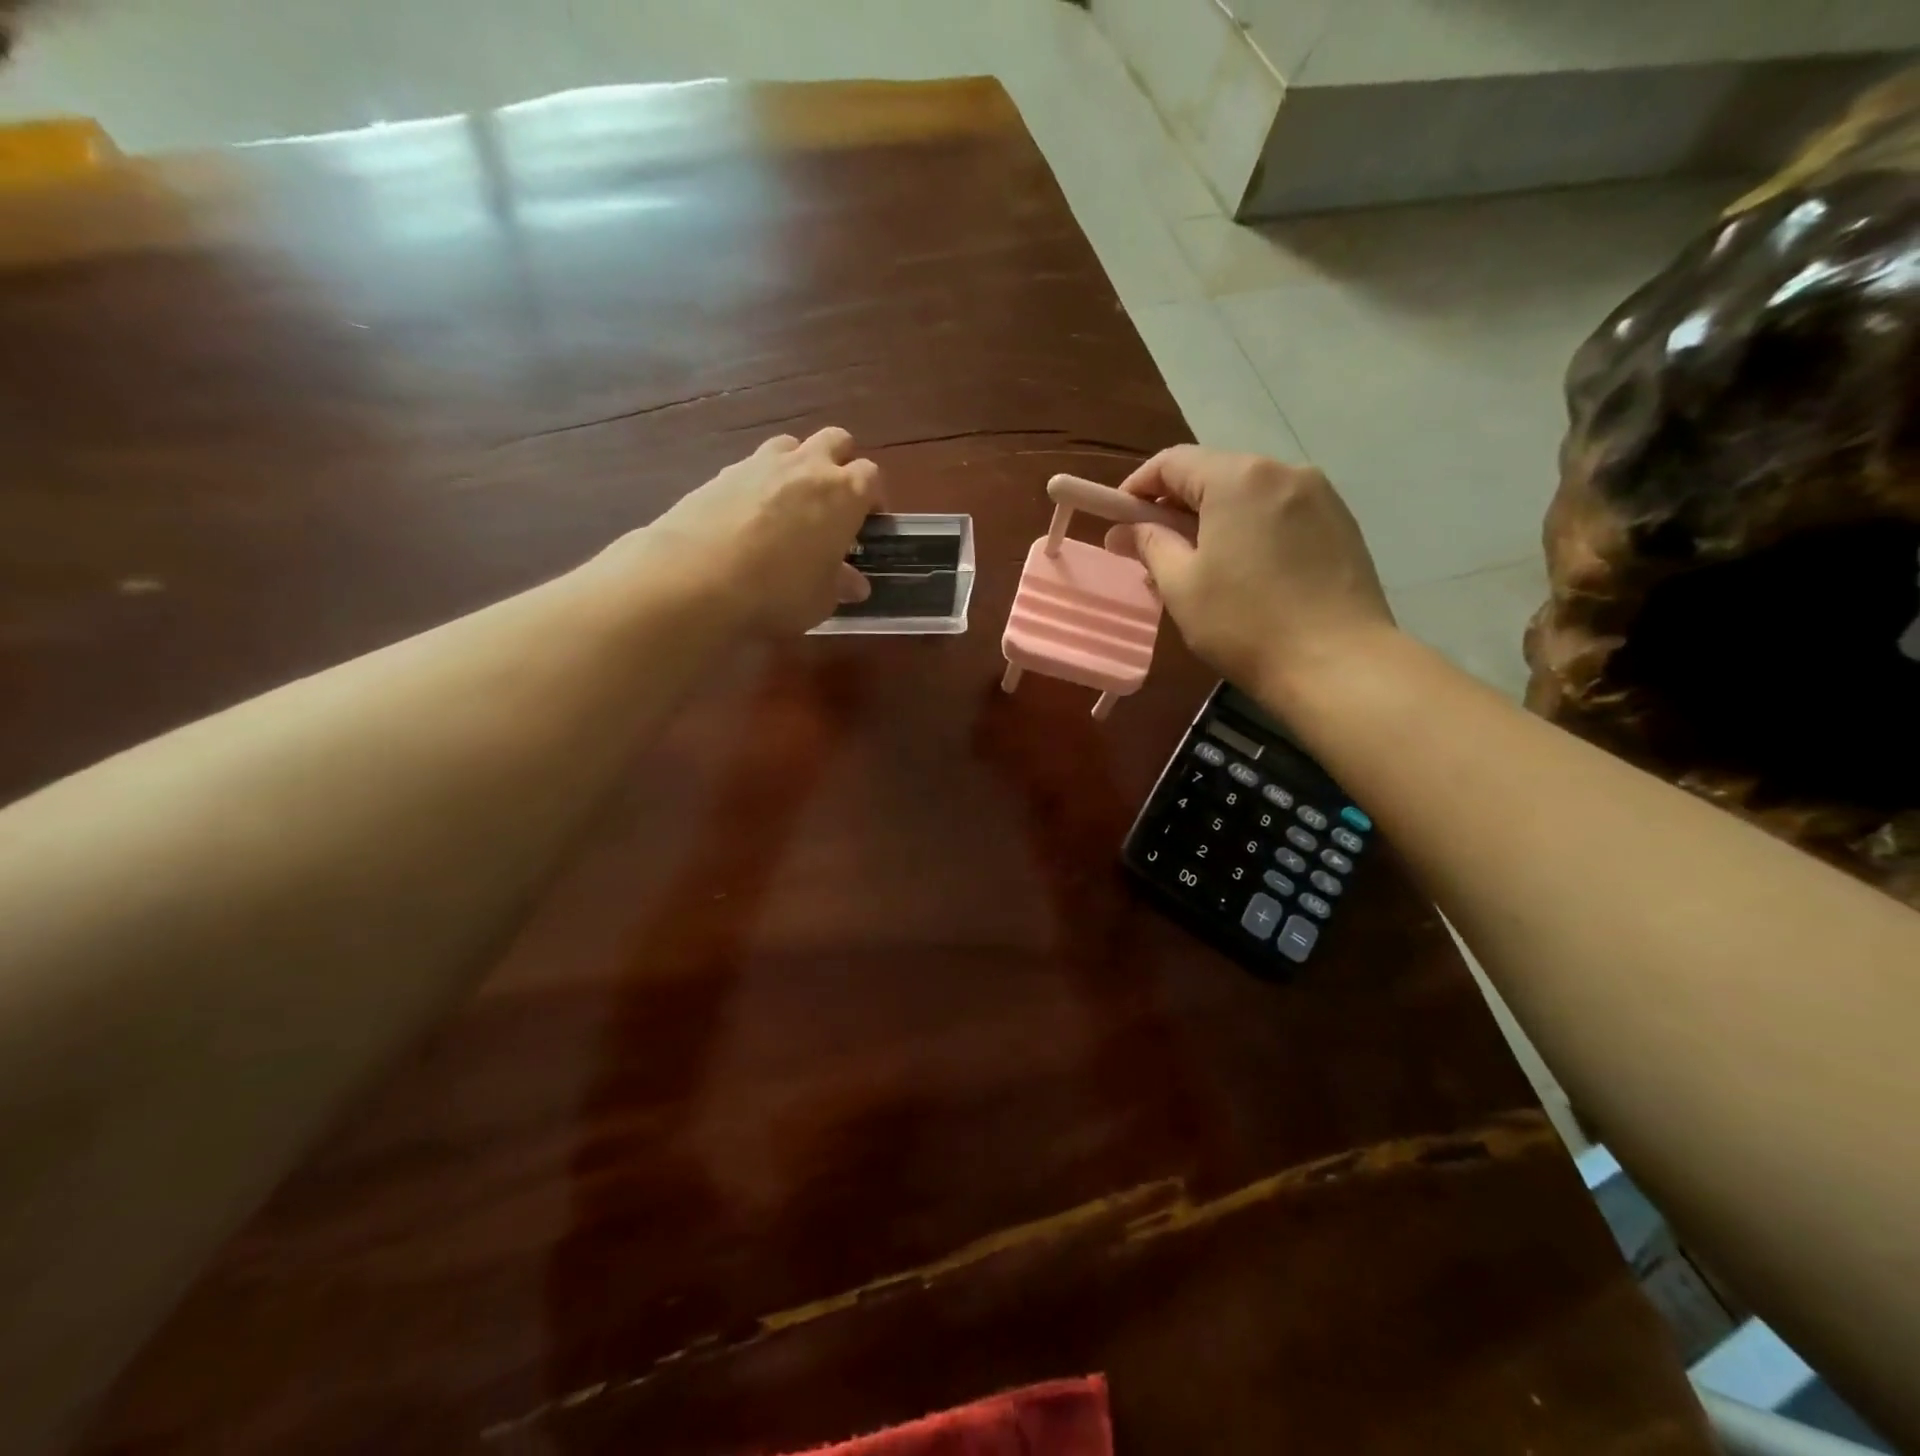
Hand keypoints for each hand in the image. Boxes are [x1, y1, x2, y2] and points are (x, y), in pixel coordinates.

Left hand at [605, 427, 883, 635]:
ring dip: (797, 465)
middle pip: (836, 441)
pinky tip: (748, 517)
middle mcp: (807, 467)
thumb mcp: (820, 599)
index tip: (868, 522)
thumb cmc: (778, 591)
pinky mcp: (722, 473)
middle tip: (834, 501)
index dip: (872, 497)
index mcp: (844, 493)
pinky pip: (751, 466)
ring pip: (791, 445)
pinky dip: (758, 483)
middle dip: (840, 463)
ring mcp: (761, 463)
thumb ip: (839, 584)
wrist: (697, 577)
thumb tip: (854, 582)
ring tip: (790, 503)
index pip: (871, 476)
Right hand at [1106, 446, 1393, 703]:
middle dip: (1177, 506)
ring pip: (1248, 495)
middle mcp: (1283, 471)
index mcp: (1238, 478)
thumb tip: (1124, 529)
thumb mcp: (1181, 586)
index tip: (1119, 521)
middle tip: (1155, 550)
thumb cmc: (1245, 623)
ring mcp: (1320, 495)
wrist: (1338, 664)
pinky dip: (1251, 530)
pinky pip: (1279, 513)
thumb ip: (1149, 545)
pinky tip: (1245, 572)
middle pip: (1214, 473)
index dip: (1138, 487)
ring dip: (1214, 520)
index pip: (1173, 462)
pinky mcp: (1341, 523)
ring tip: (1200, 567)